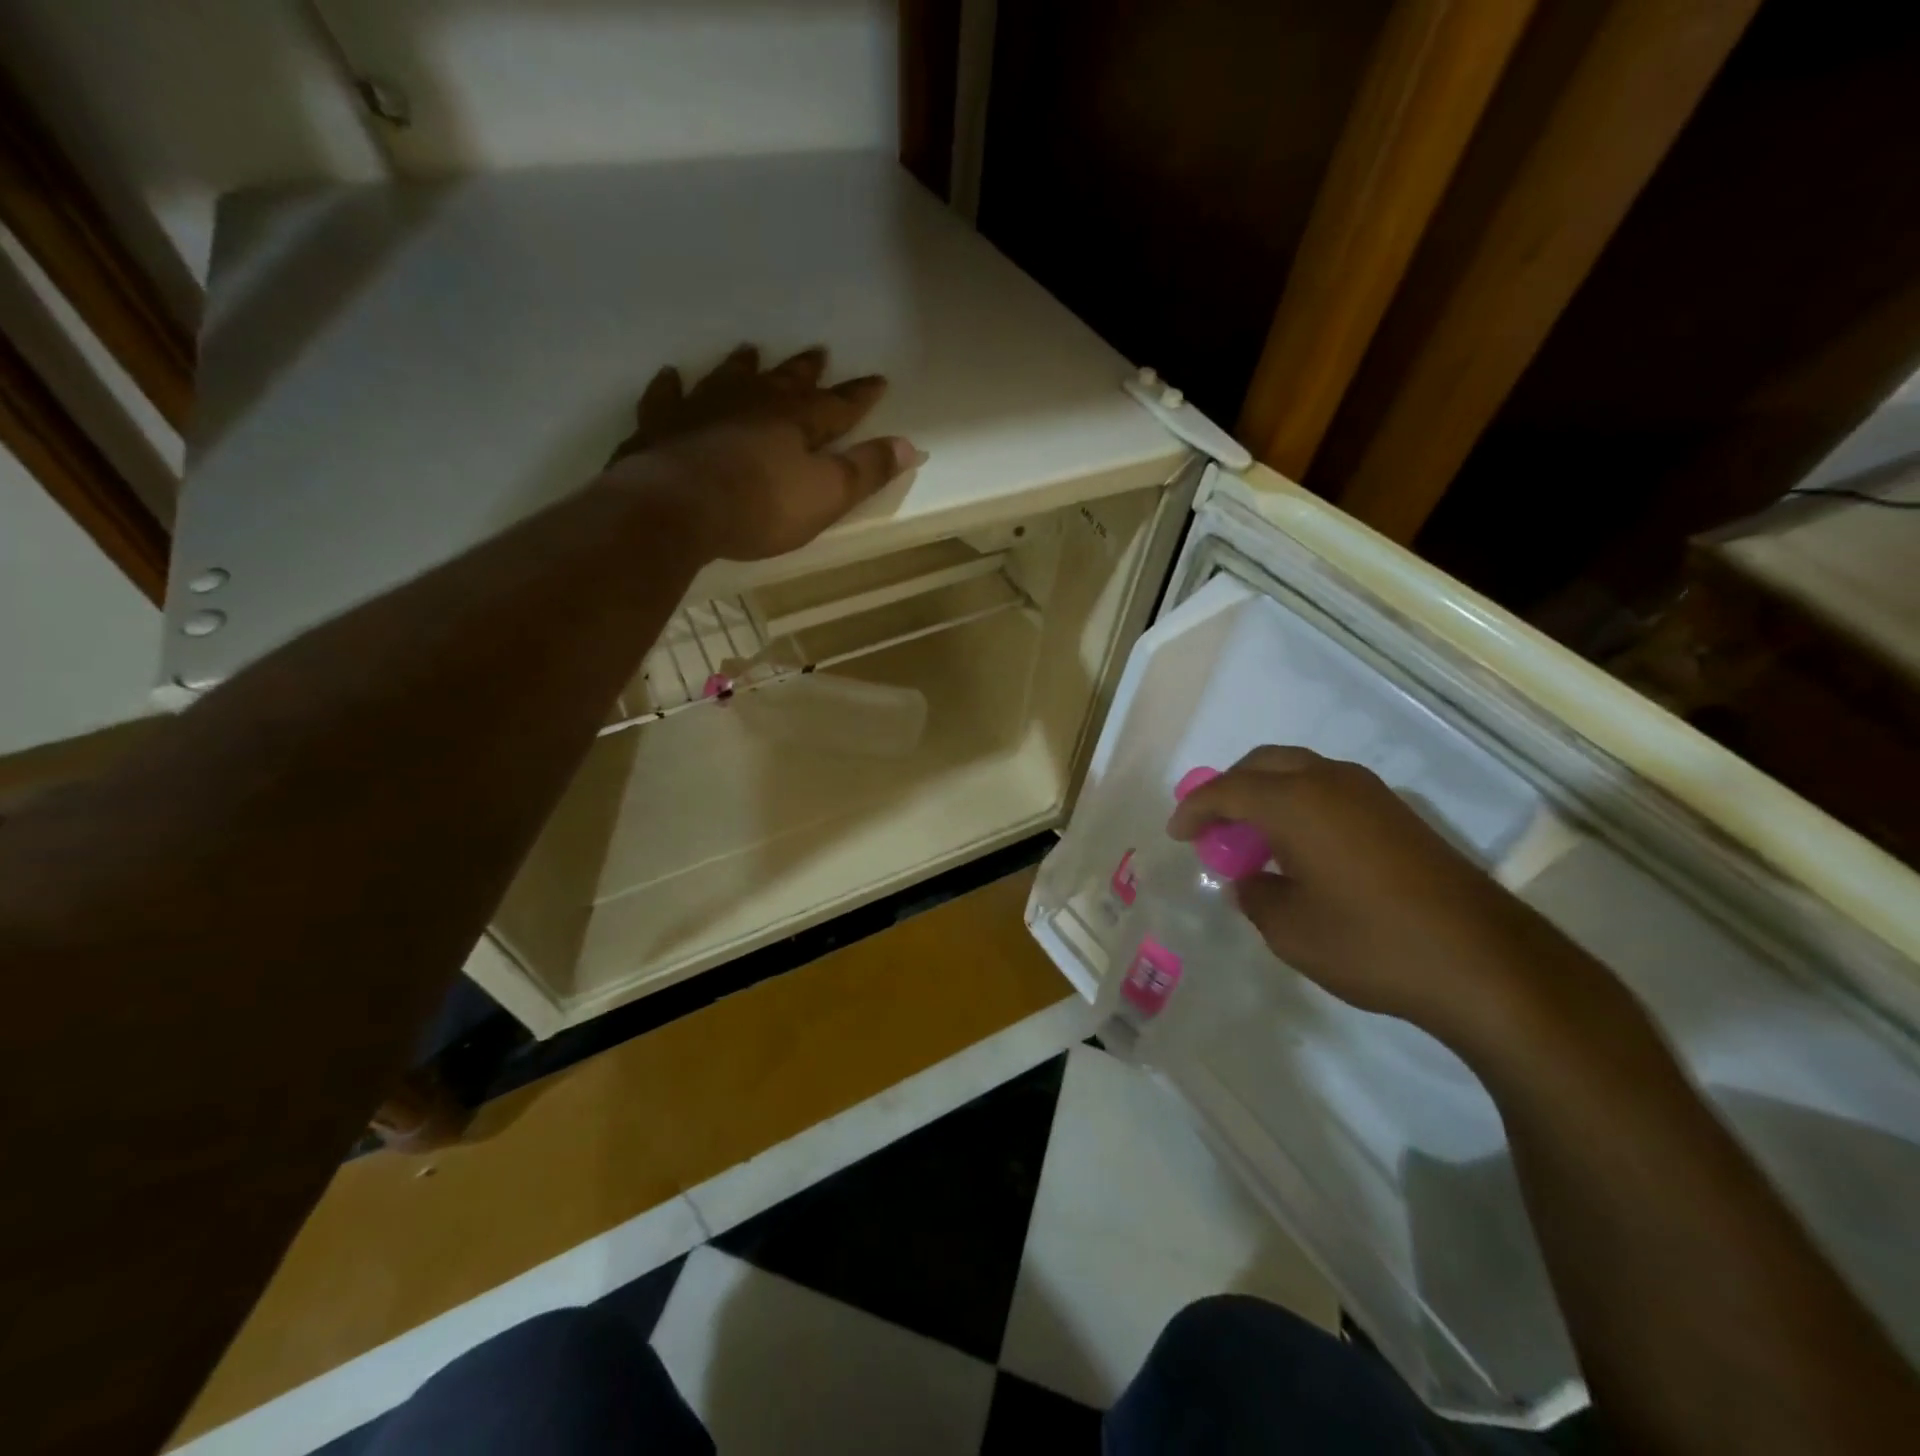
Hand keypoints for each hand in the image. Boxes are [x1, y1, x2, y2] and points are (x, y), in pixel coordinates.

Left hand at [603, 344, 922, 561]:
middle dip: (805, 370)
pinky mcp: (662, 426)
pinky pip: (667, 398)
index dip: (861, 395)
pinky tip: (671, 377)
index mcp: (797, 421)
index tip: (879, 379)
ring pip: (729, 378)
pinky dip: (671, 387)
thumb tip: (911, 446)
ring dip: (743, 366)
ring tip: (750, 351)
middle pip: (785, 382)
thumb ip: (868, 470)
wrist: (678, 507)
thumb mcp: (828, 495)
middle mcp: (752, 403)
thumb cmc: (762, 505)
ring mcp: (703, 409)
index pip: (839, 405)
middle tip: (818, 351)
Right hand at [1168, 746, 1604, 1055]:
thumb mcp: (1289, 930)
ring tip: (1253, 836)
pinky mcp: (1399, 815)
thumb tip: (1253, 880)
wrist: (1485, 964)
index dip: (1195, 809)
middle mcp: (1330, 782)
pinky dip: (1300, 804)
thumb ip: (1256, 895)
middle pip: (1263, 764)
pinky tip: (1300, 847)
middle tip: (1212, 826)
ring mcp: (1371, 794)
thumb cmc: (1371, 944)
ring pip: (1300, 771)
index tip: (1178, 834)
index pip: (1227, 790)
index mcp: (1295, 802)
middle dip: (1229, 788)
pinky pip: (1329, 790)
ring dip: (1267, 793)